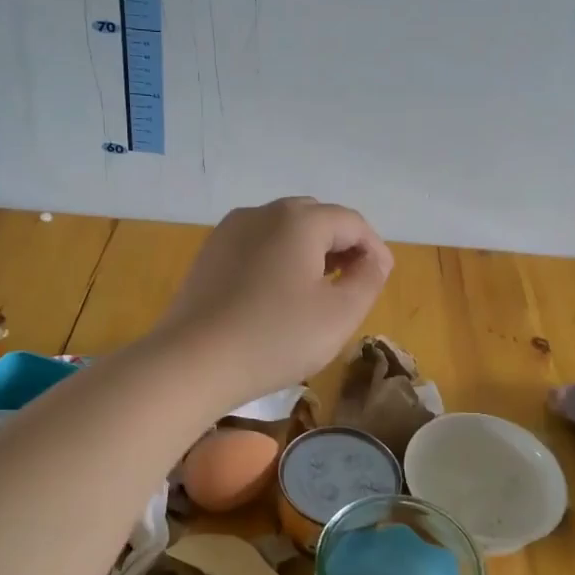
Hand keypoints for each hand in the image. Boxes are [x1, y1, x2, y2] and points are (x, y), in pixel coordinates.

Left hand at [157, 197, 393, 405]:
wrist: (192, 362)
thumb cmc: (275, 338)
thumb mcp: (339, 315)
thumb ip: (369, 279)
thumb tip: (375, 259)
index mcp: (299, 220)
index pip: (351, 222)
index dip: (374, 248)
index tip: (382, 280)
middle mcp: (263, 212)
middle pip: (316, 218)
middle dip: (341, 245)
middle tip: (353, 281)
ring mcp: (230, 231)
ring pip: (284, 230)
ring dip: (310, 251)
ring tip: (319, 289)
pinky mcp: (210, 253)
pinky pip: (257, 245)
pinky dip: (279, 259)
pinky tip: (278, 294)